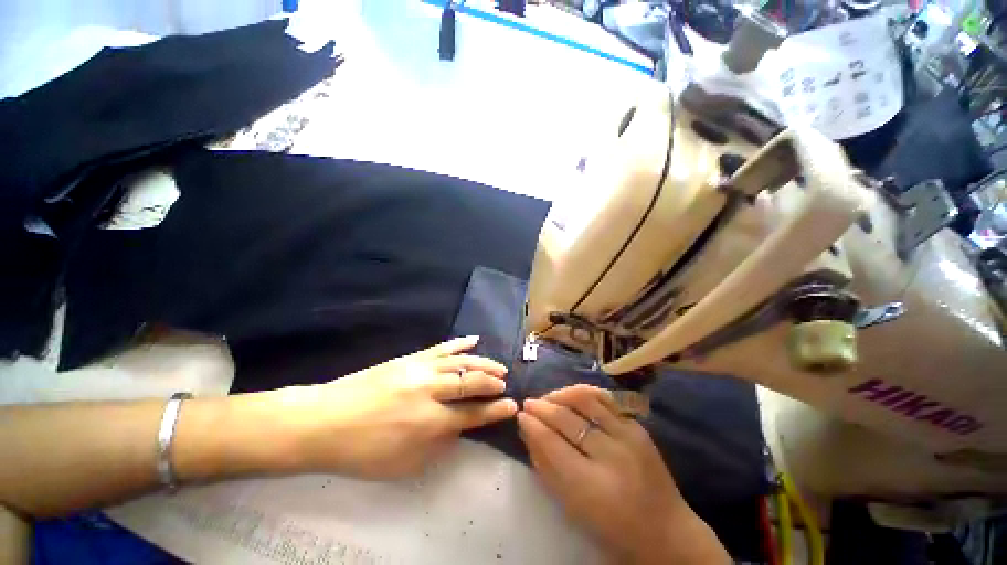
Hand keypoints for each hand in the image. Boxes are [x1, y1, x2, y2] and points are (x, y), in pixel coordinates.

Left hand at [275, 336, 517, 478]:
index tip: (512, 405)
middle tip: (505, 384)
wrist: (324, 421)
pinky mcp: (410, 358)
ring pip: (461, 362)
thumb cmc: (362, 451)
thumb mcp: (403, 465)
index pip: (473, 414)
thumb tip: (459, 428)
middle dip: (493, 383)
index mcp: (429, 422)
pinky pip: (441, 347)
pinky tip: (474, 340)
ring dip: (484, 363)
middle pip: (471, 382)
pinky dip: (460, 343)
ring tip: (499, 366)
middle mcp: (430, 391)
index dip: (495, 410)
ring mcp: (420, 370)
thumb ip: (438, 446)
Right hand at [517, 385, 729, 564]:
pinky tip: (571, 396)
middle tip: (529, 403)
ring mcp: (628, 436)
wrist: (665, 530)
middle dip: (542, 407)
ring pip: (586, 400)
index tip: (520, 415)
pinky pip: (605, 399)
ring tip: (548, 397)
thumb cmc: (611, 526)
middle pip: (567, 419)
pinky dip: (583, 393)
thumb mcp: (571, 506)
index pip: (552, 443)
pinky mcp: (638, 427)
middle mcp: (612, 456)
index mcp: (592, 487)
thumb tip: (527, 431)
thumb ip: (546, 466)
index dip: (533, 425)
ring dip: (561, 394)